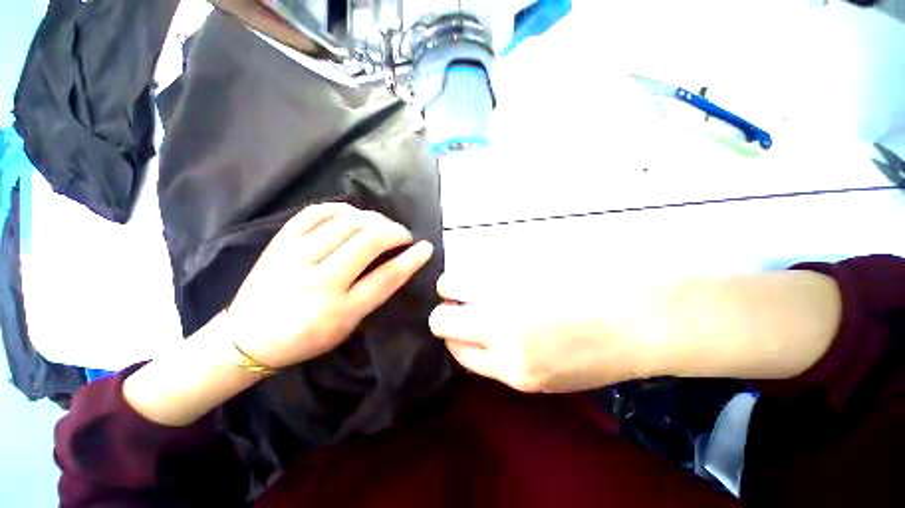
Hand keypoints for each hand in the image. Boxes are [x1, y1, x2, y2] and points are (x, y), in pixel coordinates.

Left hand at [227, 203, 433, 368]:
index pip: (387, 277)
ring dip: (374, 219)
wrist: (247, 338)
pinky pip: (316, 212)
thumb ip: (372, 294)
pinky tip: (353, 214)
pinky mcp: (279, 242)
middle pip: (369, 241)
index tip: (426, 247)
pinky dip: (341, 208)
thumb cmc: (305, 338)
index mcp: (340, 310)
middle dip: (395, 232)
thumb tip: (396, 263)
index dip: (411, 259)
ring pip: (347, 222)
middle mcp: (319, 281)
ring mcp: (296, 257)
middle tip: (402, 235)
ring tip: (381, 225)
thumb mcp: (347, 326)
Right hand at [429, 274, 663, 392]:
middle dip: (445, 312)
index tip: (459, 325)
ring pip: (450, 286)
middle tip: (458, 302)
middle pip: (443, 320)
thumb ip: (510, 359)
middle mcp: (500, 334)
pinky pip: (476, 265)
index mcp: (513, 369)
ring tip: (468, 281)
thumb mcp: (552, 376)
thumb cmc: (604, 350)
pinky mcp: (514, 264)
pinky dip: (474, 269)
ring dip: (452, 285)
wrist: (645, 315)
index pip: (459, 352)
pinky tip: (491, 268)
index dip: (454, 337)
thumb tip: (483, 338)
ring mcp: (506, 294)